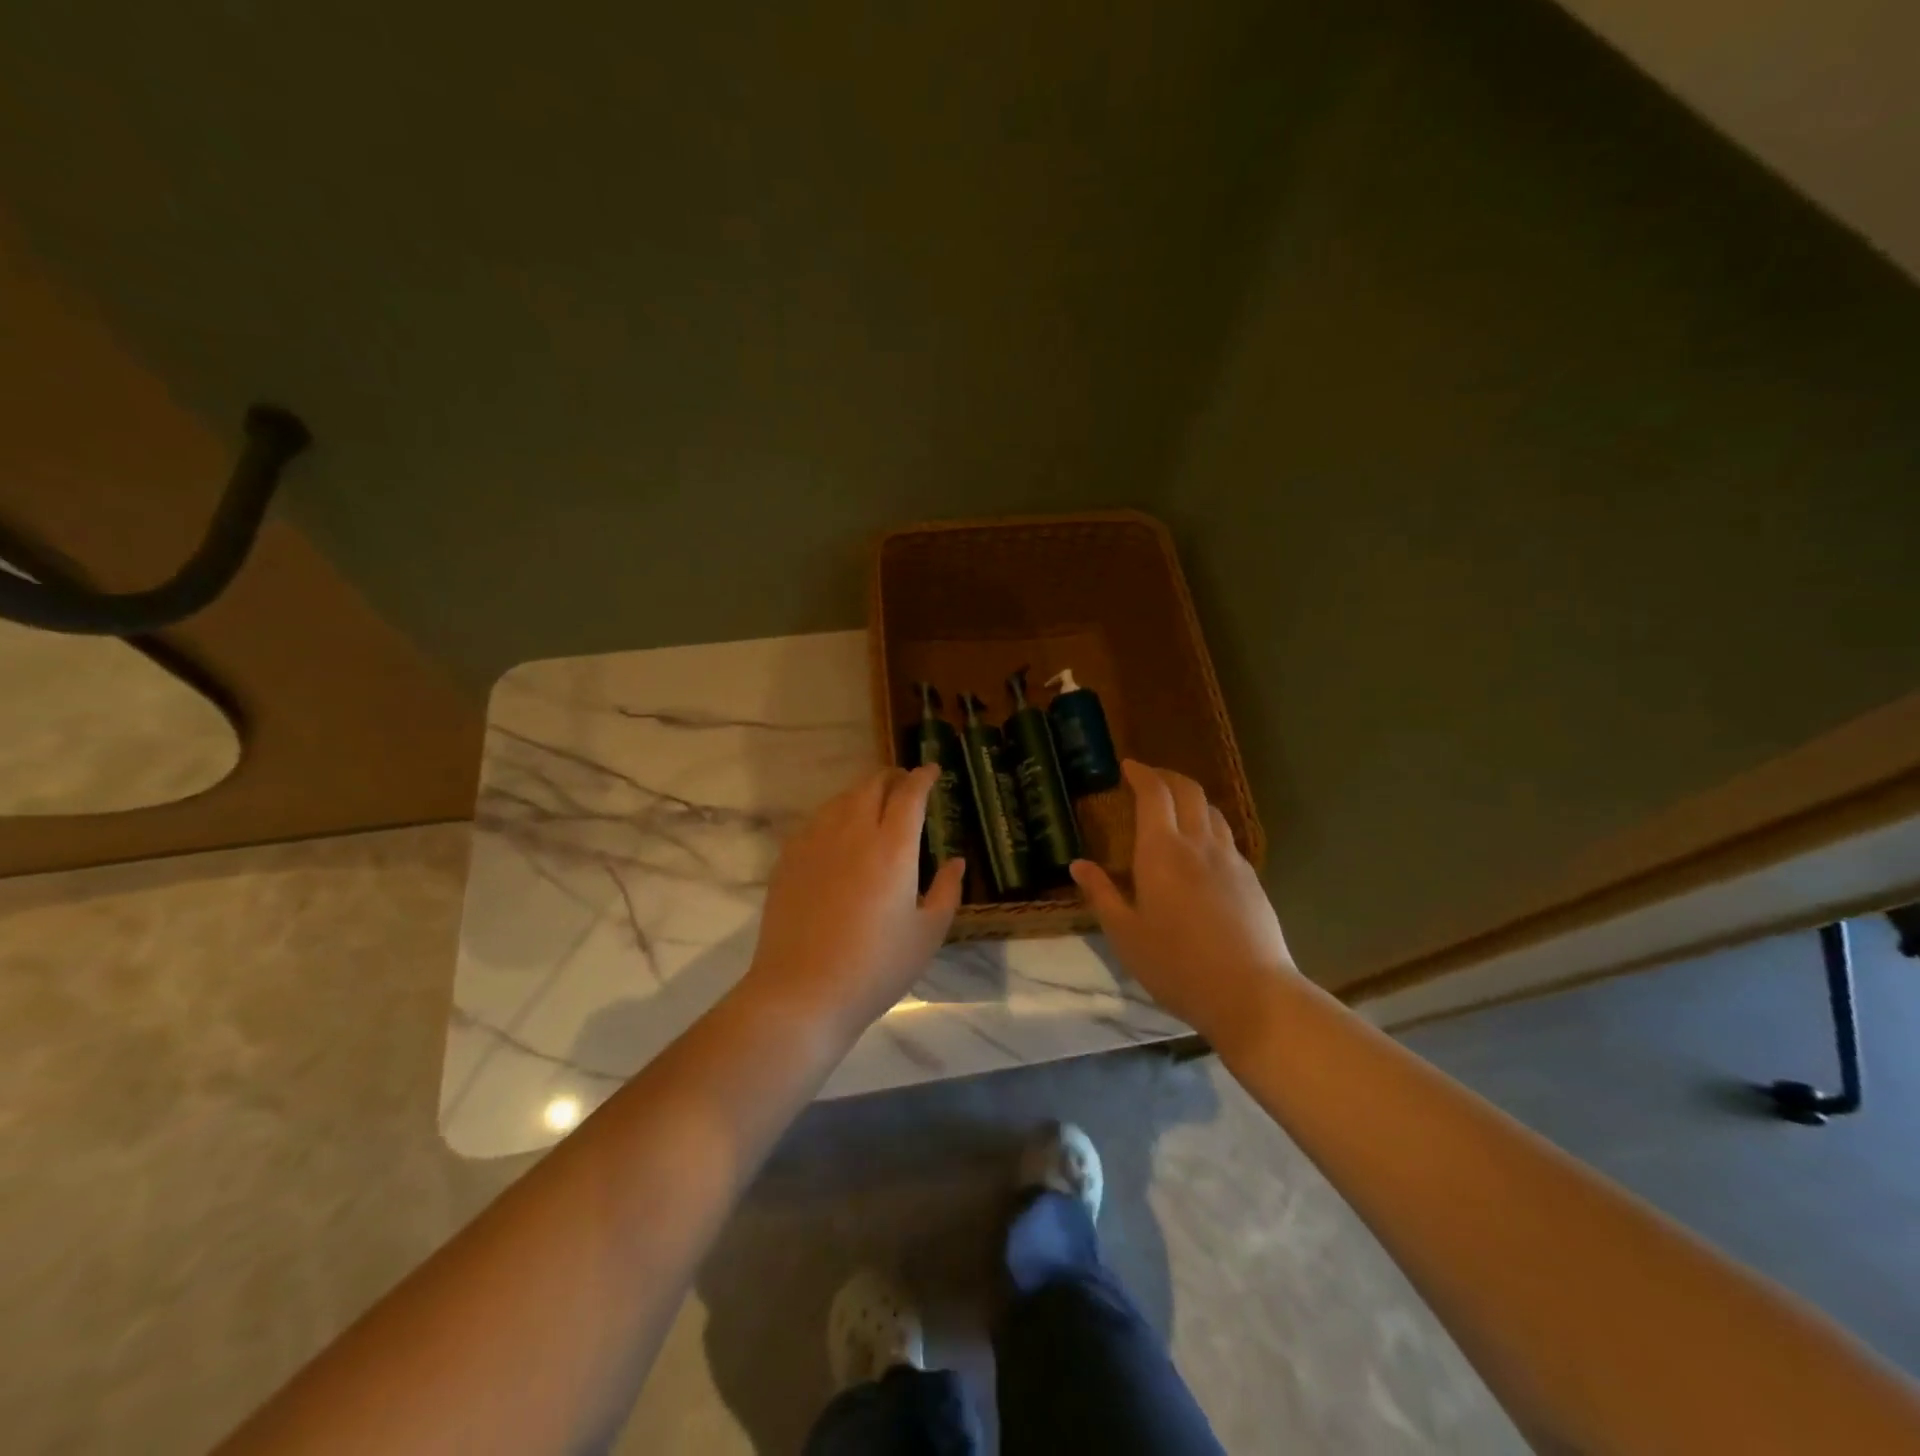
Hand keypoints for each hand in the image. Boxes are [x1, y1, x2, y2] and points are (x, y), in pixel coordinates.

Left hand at [742, 765, 965, 1039]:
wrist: (802, 992)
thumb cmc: (875, 968)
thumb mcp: (927, 935)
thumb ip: (947, 891)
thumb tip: (954, 861)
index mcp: (892, 848)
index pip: (909, 794)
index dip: (922, 777)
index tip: (932, 771)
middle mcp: (853, 833)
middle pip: (872, 785)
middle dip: (893, 778)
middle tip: (906, 785)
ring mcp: (815, 843)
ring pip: (841, 798)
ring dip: (863, 792)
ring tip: (875, 804)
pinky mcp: (789, 859)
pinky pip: (816, 820)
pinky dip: (835, 813)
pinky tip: (839, 831)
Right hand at [1070, 760, 1295, 1045]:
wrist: (1251, 994)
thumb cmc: (1176, 965)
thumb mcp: (1125, 934)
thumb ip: (1101, 894)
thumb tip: (1078, 865)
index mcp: (1162, 851)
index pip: (1154, 793)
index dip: (1141, 773)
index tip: (1128, 766)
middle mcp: (1198, 844)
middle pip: (1188, 791)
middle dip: (1166, 776)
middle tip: (1148, 777)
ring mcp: (1230, 860)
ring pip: (1212, 811)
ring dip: (1190, 798)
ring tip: (1175, 807)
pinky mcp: (1251, 879)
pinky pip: (1226, 836)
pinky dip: (1208, 825)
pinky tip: (1202, 848)